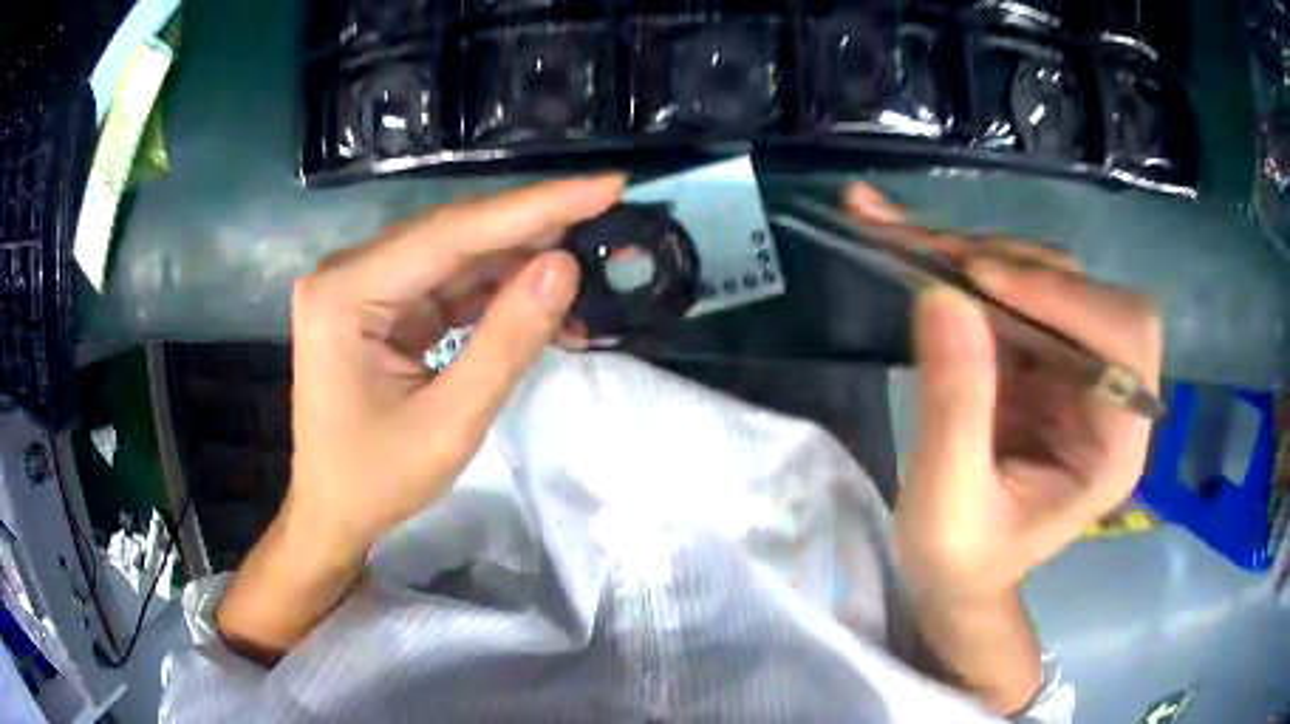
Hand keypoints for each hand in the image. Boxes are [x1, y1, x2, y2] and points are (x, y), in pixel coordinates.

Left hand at [217, 177, 622, 663]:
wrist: (332, 512)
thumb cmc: (376, 480)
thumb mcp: (450, 424)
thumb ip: (506, 343)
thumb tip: (565, 266)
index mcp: (346, 293)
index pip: (453, 233)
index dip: (535, 207)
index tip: (606, 186)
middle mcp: (349, 272)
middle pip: (455, 235)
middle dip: (534, 229)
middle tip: (608, 218)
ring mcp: (363, 285)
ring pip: (457, 256)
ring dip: (520, 266)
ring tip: (587, 276)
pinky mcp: (381, 305)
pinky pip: (447, 284)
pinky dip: (496, 294)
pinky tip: (542, 304)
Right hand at [844, 183, 1161, 711]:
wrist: (955, 575)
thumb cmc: (960, 563)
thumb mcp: (948, 507)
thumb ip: (954, 410)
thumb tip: (942, 295)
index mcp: (1115, 447)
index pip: (1124, 340)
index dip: (1065, 299)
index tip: (982, 281)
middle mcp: (1108, 394)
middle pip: (1086, 292)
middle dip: (1014, 266)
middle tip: (934, 256)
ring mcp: (1073, 368)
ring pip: (1045, 276)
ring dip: (978, 254)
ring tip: (906, 242)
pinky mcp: (1038, 354)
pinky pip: (1009, 287)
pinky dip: (958, 260)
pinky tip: (905, 236)